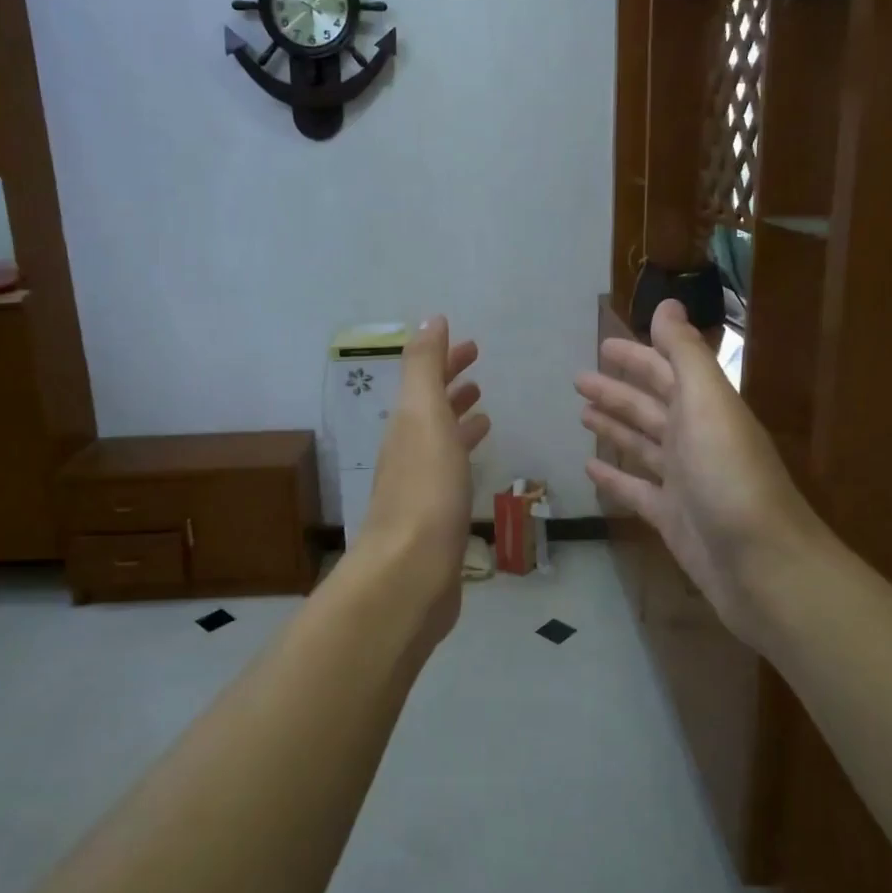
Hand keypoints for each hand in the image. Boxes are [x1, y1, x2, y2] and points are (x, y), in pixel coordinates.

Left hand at [356, 318, 490, 628]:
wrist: (410, 573)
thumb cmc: (425, 490)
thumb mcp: (423, 416)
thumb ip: (425, 367)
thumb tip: (430, 318)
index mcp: (406, 425)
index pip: (424, 379)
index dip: (444, 358)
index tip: (471, 344)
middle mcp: (408, 451)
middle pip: (430, 408)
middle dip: (450, 384)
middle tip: (477, 368)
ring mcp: (420, 487)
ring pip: (441, 441)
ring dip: (458, 420)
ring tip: (485, 410)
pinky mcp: (436, 519)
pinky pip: (452, 475)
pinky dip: (464, 458)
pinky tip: (477, 465)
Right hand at [576, 300, 824, 645]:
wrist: (762, 566)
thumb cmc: (730, 476)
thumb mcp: (707, 403)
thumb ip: (685, 353)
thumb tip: (668, 303)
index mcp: (705, 408)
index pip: (667, 371)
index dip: (637, 356)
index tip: (604, 345)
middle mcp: (695, 439)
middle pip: (650, 406)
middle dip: (617, 390)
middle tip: (578, 379)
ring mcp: (683, 481)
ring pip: (641, 444)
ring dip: (614, 427)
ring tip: (581, 413)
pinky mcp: (671, 518)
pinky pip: (636, 489)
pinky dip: (615, 477)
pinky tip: (589, 468)